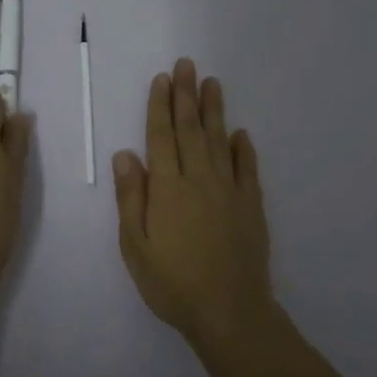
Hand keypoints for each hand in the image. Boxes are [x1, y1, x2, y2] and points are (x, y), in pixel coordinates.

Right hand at [112, 57, 272, 346]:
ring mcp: (229, 191)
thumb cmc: (173, 282)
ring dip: (214, 110)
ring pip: (220, 140)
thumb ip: (131, 197)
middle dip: (186, 95)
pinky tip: (241, 133)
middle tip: (187, 64)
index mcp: (167, 188)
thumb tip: (125, 154)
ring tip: (212, 83)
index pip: (161, 137)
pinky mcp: (251, 206)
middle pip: (191, 129)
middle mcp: (199, 179)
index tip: (162, 78)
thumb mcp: (136, 246)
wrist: (229, 312)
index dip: (160, 106)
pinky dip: (244, 148)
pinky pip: (248, 168)